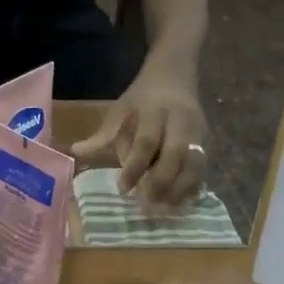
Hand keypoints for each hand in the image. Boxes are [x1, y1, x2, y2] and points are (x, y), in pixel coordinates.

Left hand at [72, 67, 206, 203]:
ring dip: (179, 189)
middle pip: (176, 154)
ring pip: (194, 164)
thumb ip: (102, 135)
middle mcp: (180, 121)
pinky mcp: (208, 142)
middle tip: (145, 203)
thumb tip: (75, 153)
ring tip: (162, 208)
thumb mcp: (120, 110)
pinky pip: (203, 169)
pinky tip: (180, 204)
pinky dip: (193, 188)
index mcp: (155, 111)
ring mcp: (198, 132)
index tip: (123, 188)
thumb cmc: (141, 98)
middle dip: (161, 181)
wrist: (174, 76)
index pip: (146, 142)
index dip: (135, 167)